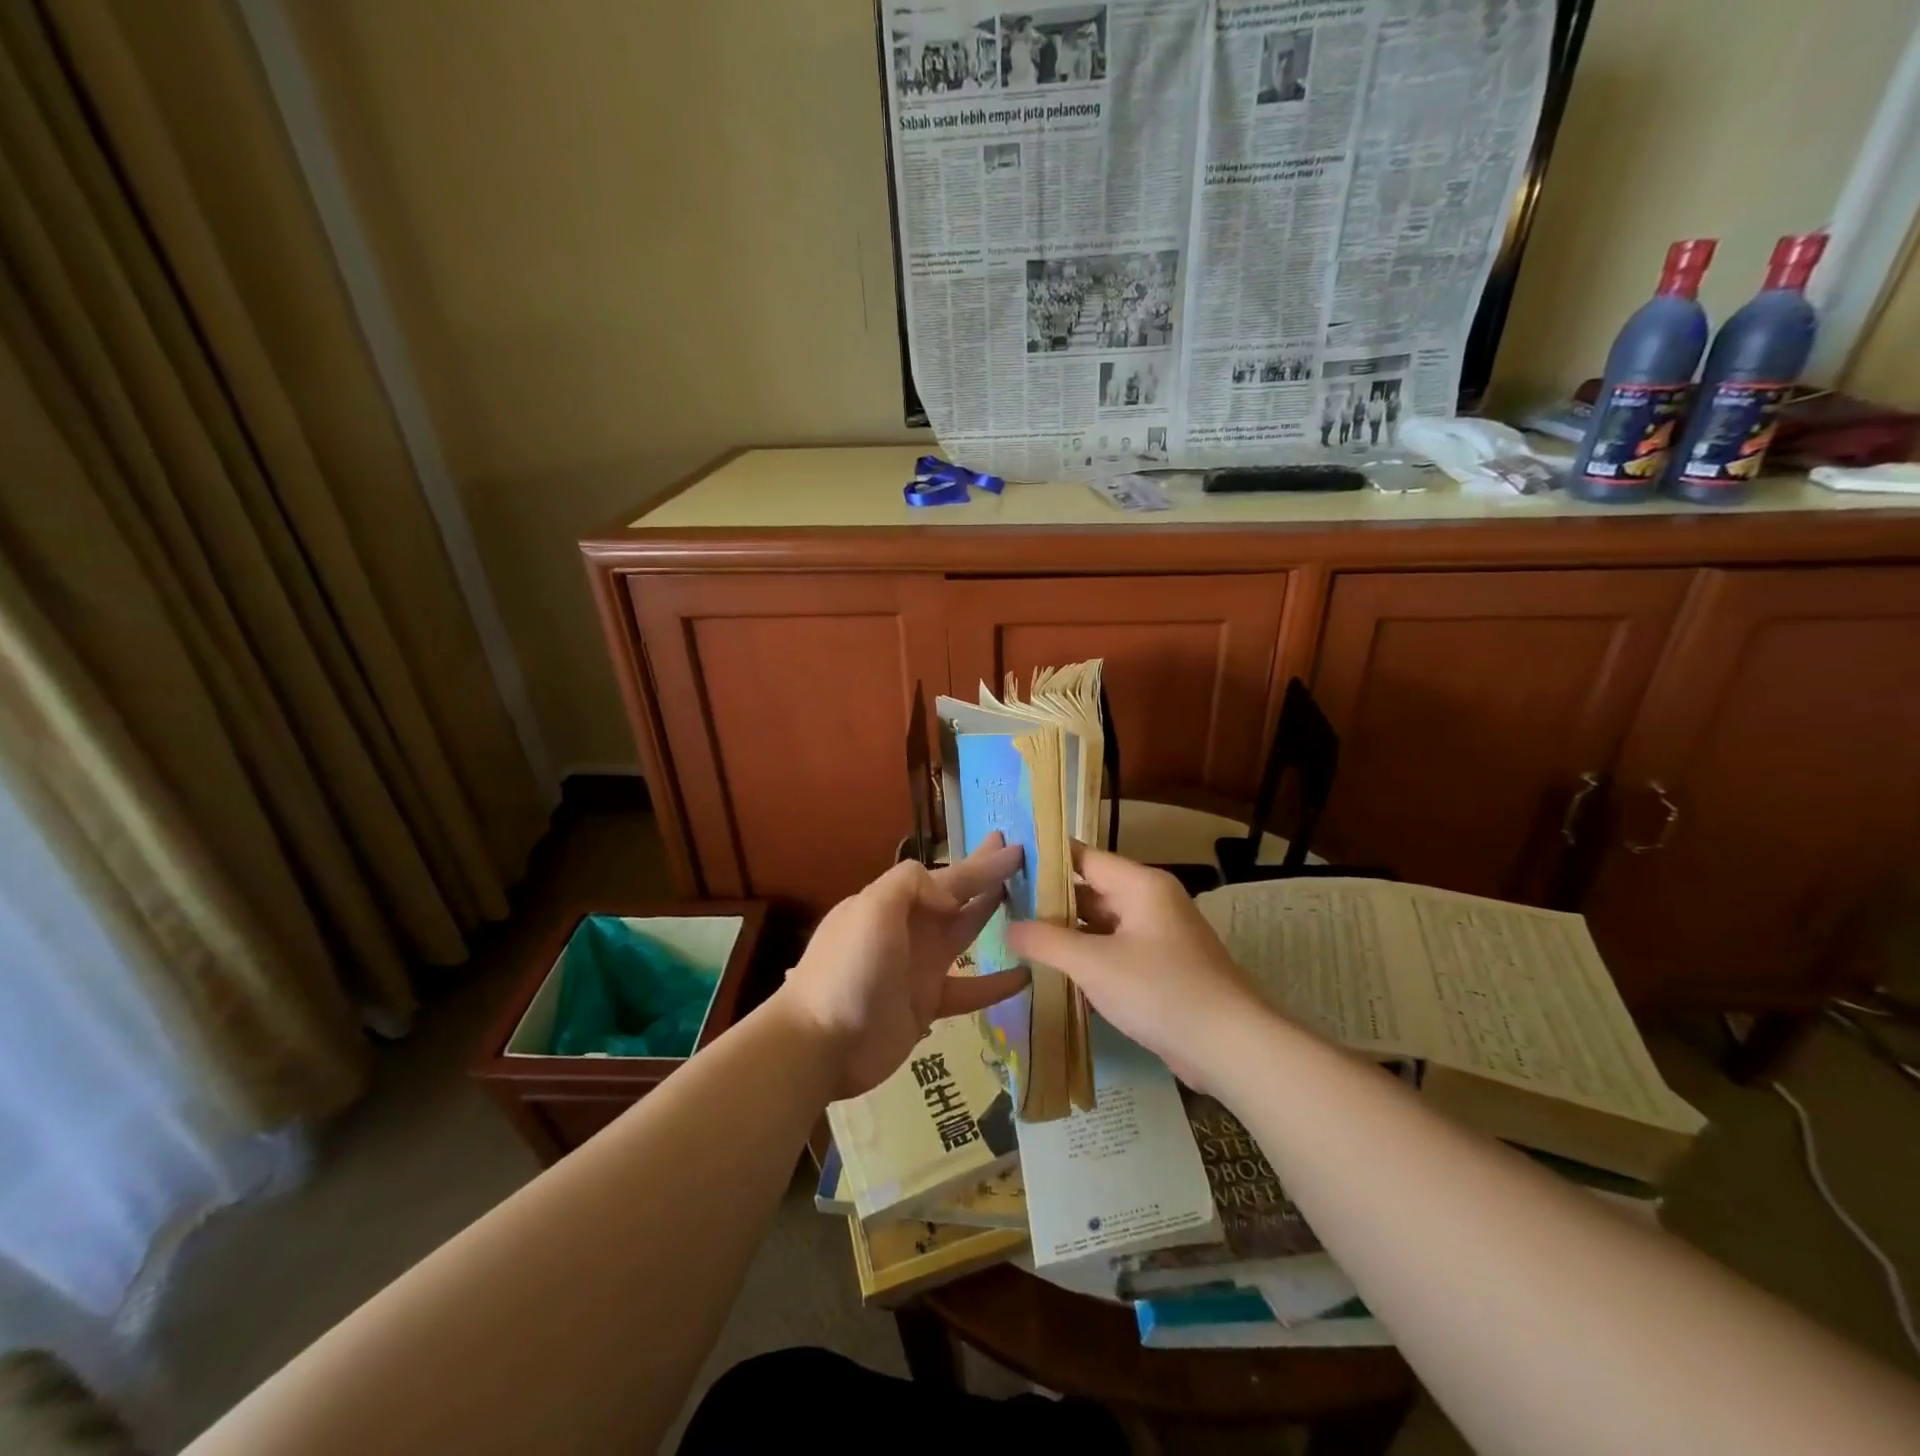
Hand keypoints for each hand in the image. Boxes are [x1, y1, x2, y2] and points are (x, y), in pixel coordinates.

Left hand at [778, 835, 1029, 1099]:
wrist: (820, 1043)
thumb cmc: (848, 969)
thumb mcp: (873, 908)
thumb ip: (911, 885)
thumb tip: (951, 895)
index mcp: (893, 902)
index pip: (946, 876)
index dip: (980, 863)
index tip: (1014, 847)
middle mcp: (908, 928)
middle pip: (956, 896)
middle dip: (985, 876)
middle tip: (1020, 858)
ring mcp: (917, 967)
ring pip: (965, 934)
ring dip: (991, 917)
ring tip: (1029, 906)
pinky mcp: (926, 1004)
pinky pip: (970, 989)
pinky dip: (996, 984)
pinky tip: (1026, 976)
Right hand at [1005, 843, 1264, 1094]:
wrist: (1231, 1047)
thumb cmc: (1161, 991)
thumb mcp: (1094, 964)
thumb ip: (1046, 941)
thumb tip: (1008, 926)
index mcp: (1140, 885)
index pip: (1083, 857)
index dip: (1044, 858)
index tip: (1004, 863)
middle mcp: (1150, 902)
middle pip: (1090, 890)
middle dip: (1049, 900)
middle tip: (1002, 905)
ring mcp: (1157, 936)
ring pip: (1100, 923)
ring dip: (1065, 932)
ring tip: (1018, 936)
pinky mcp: (1160, 968)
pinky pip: (1114, 950)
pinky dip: (1086, 956)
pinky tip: (1053, 970)